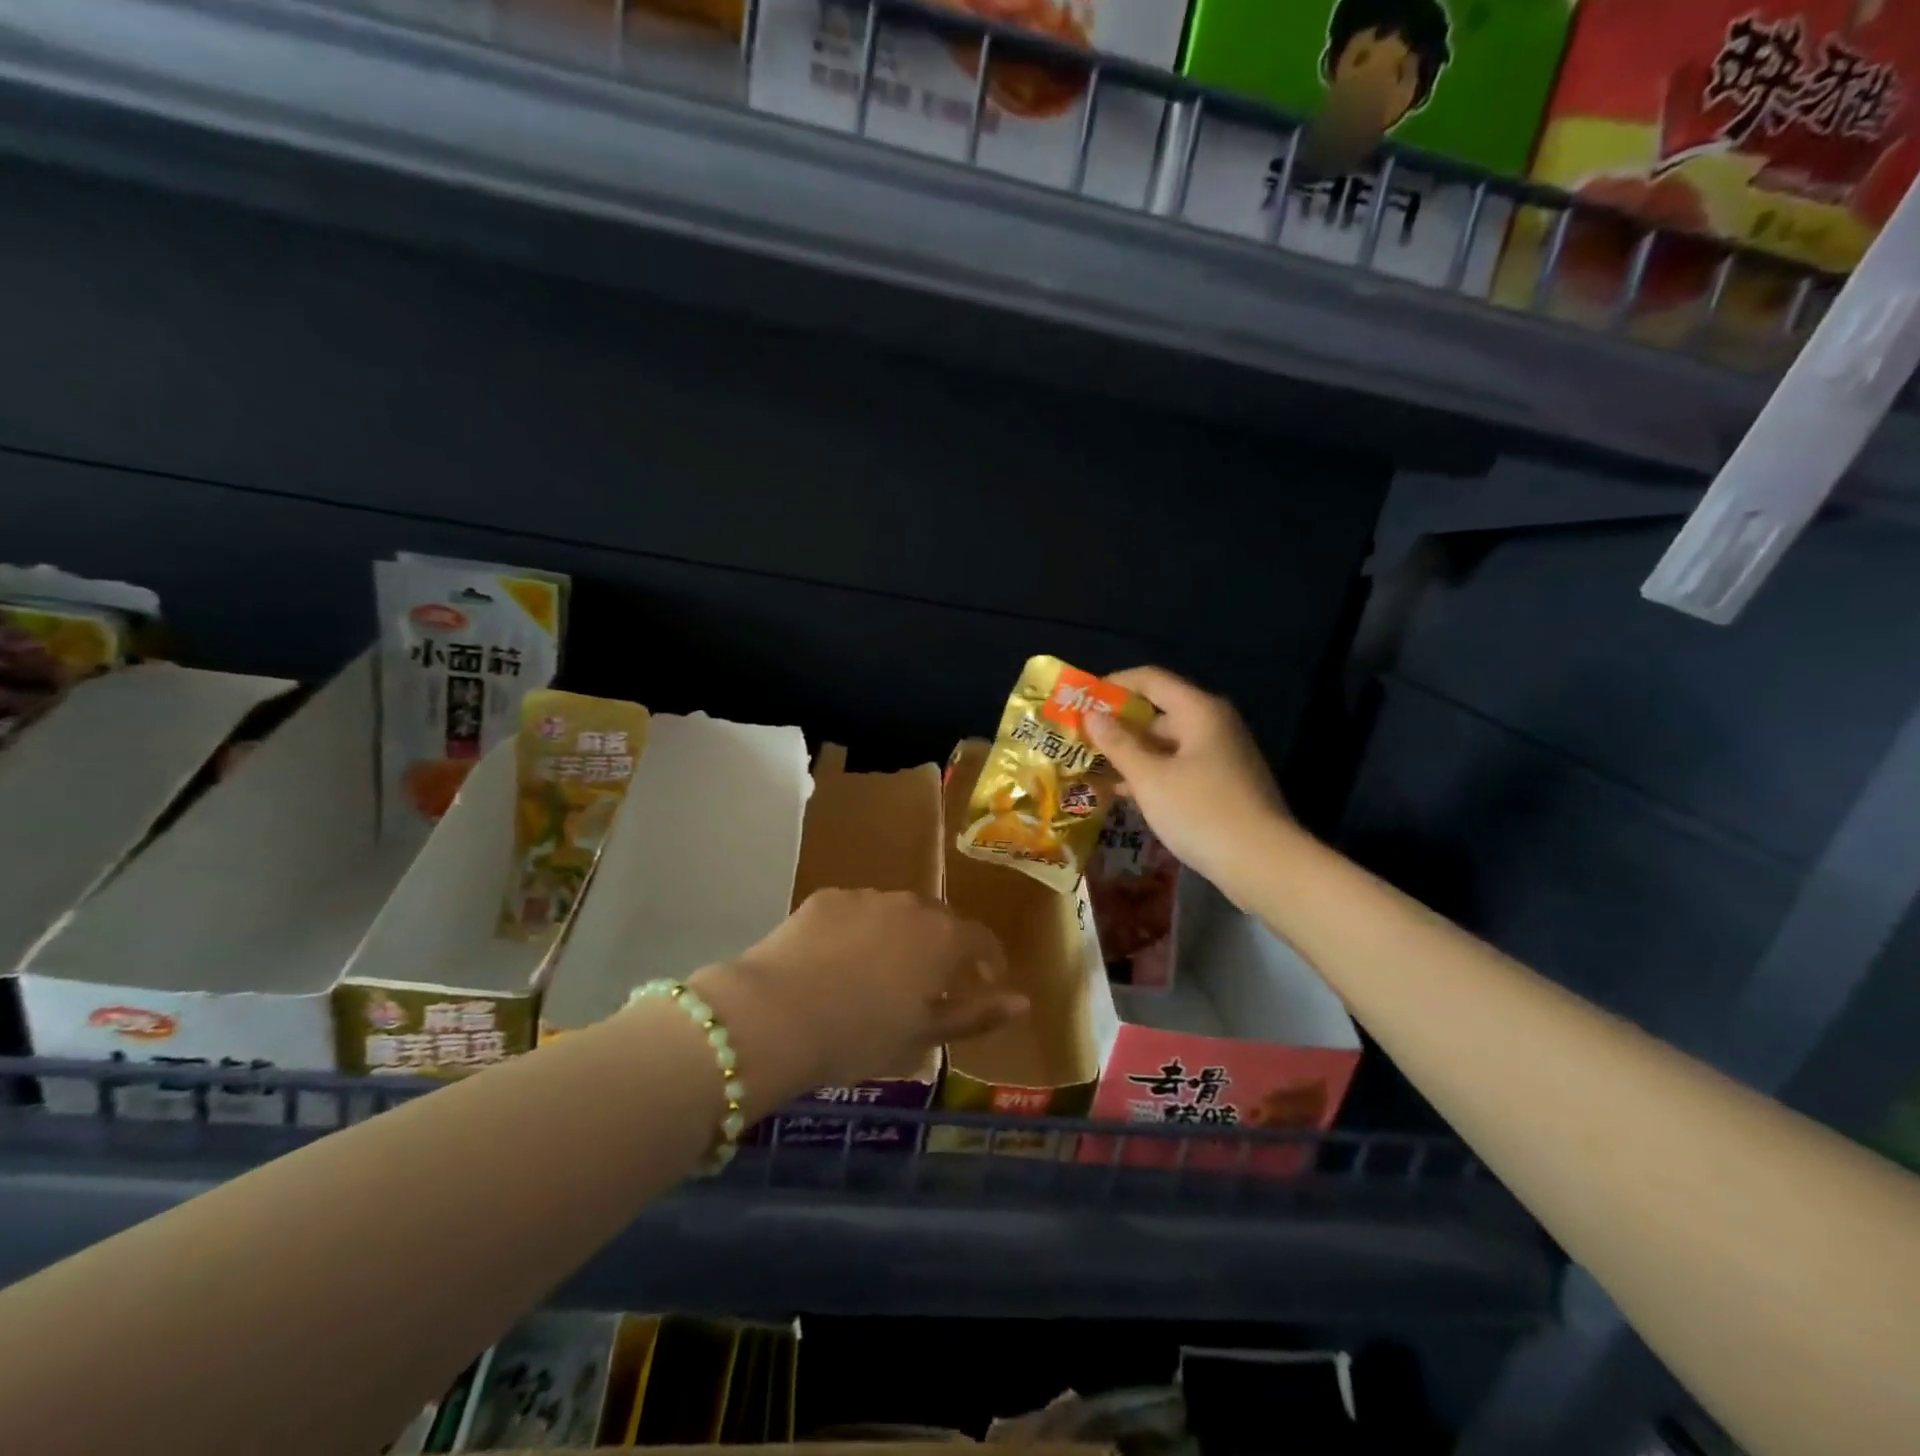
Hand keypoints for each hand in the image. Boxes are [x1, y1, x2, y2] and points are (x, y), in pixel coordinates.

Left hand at [692, 889, 1026, 1092]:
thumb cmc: (860, 1035)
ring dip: (897, 938)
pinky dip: (857, 932)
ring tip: (877, 975)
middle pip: (937, 921)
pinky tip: (836, 962)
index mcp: (942, 936)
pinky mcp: (825, 897)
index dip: (987, 961)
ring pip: (894, 914)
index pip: (980, 939)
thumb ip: (977, 1014)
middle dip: (940, 949)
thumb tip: (1022, 1001)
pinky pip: (855, 912)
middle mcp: (909, 904)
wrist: (775, 1015)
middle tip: (928, 985)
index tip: (983, 982)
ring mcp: (865, 896)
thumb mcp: (924, 1036)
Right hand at [1083, 666, 1294, 909]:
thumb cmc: (1201, 812)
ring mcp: (1222, 756)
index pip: (1150, 679)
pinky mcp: (1223, 784)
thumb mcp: (1150, 778)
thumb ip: (1118, 744)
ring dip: (1132, 753)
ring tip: (1093, 768)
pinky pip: (1179, 767)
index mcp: (1199, 711)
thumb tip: (1092, 715)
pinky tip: (1124, 794)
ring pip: (1167, 744)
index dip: (1114, 685)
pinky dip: (1152, 774)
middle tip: (1081, 740)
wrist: (1264, 864)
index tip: (1081, 700)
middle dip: (1118, 725)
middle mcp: (1214, 725)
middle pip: (1158, 712)